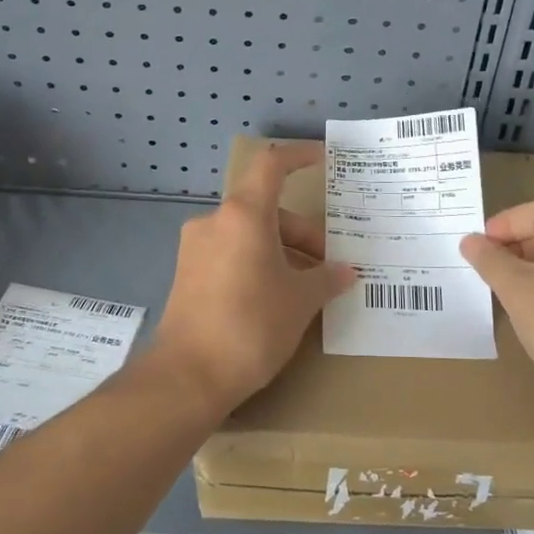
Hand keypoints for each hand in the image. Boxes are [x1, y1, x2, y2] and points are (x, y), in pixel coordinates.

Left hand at [151, 141, 355, 413]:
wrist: (187, 377)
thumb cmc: (251, 326)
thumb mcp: (300, 301)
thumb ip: (326, 279)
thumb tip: (346, 272)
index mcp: (244, 215)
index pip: (272, 165)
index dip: (299, 156)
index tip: (323, 159)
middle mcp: (215, 222)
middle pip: (266, 209)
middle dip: (302, 232)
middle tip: (329, 265)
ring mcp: (196, 249)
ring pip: (249, 234)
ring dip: (281, 251)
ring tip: (308, 287)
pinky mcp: (187, 275)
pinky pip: (231, 254)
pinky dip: (257, 263)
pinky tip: (276, 297)